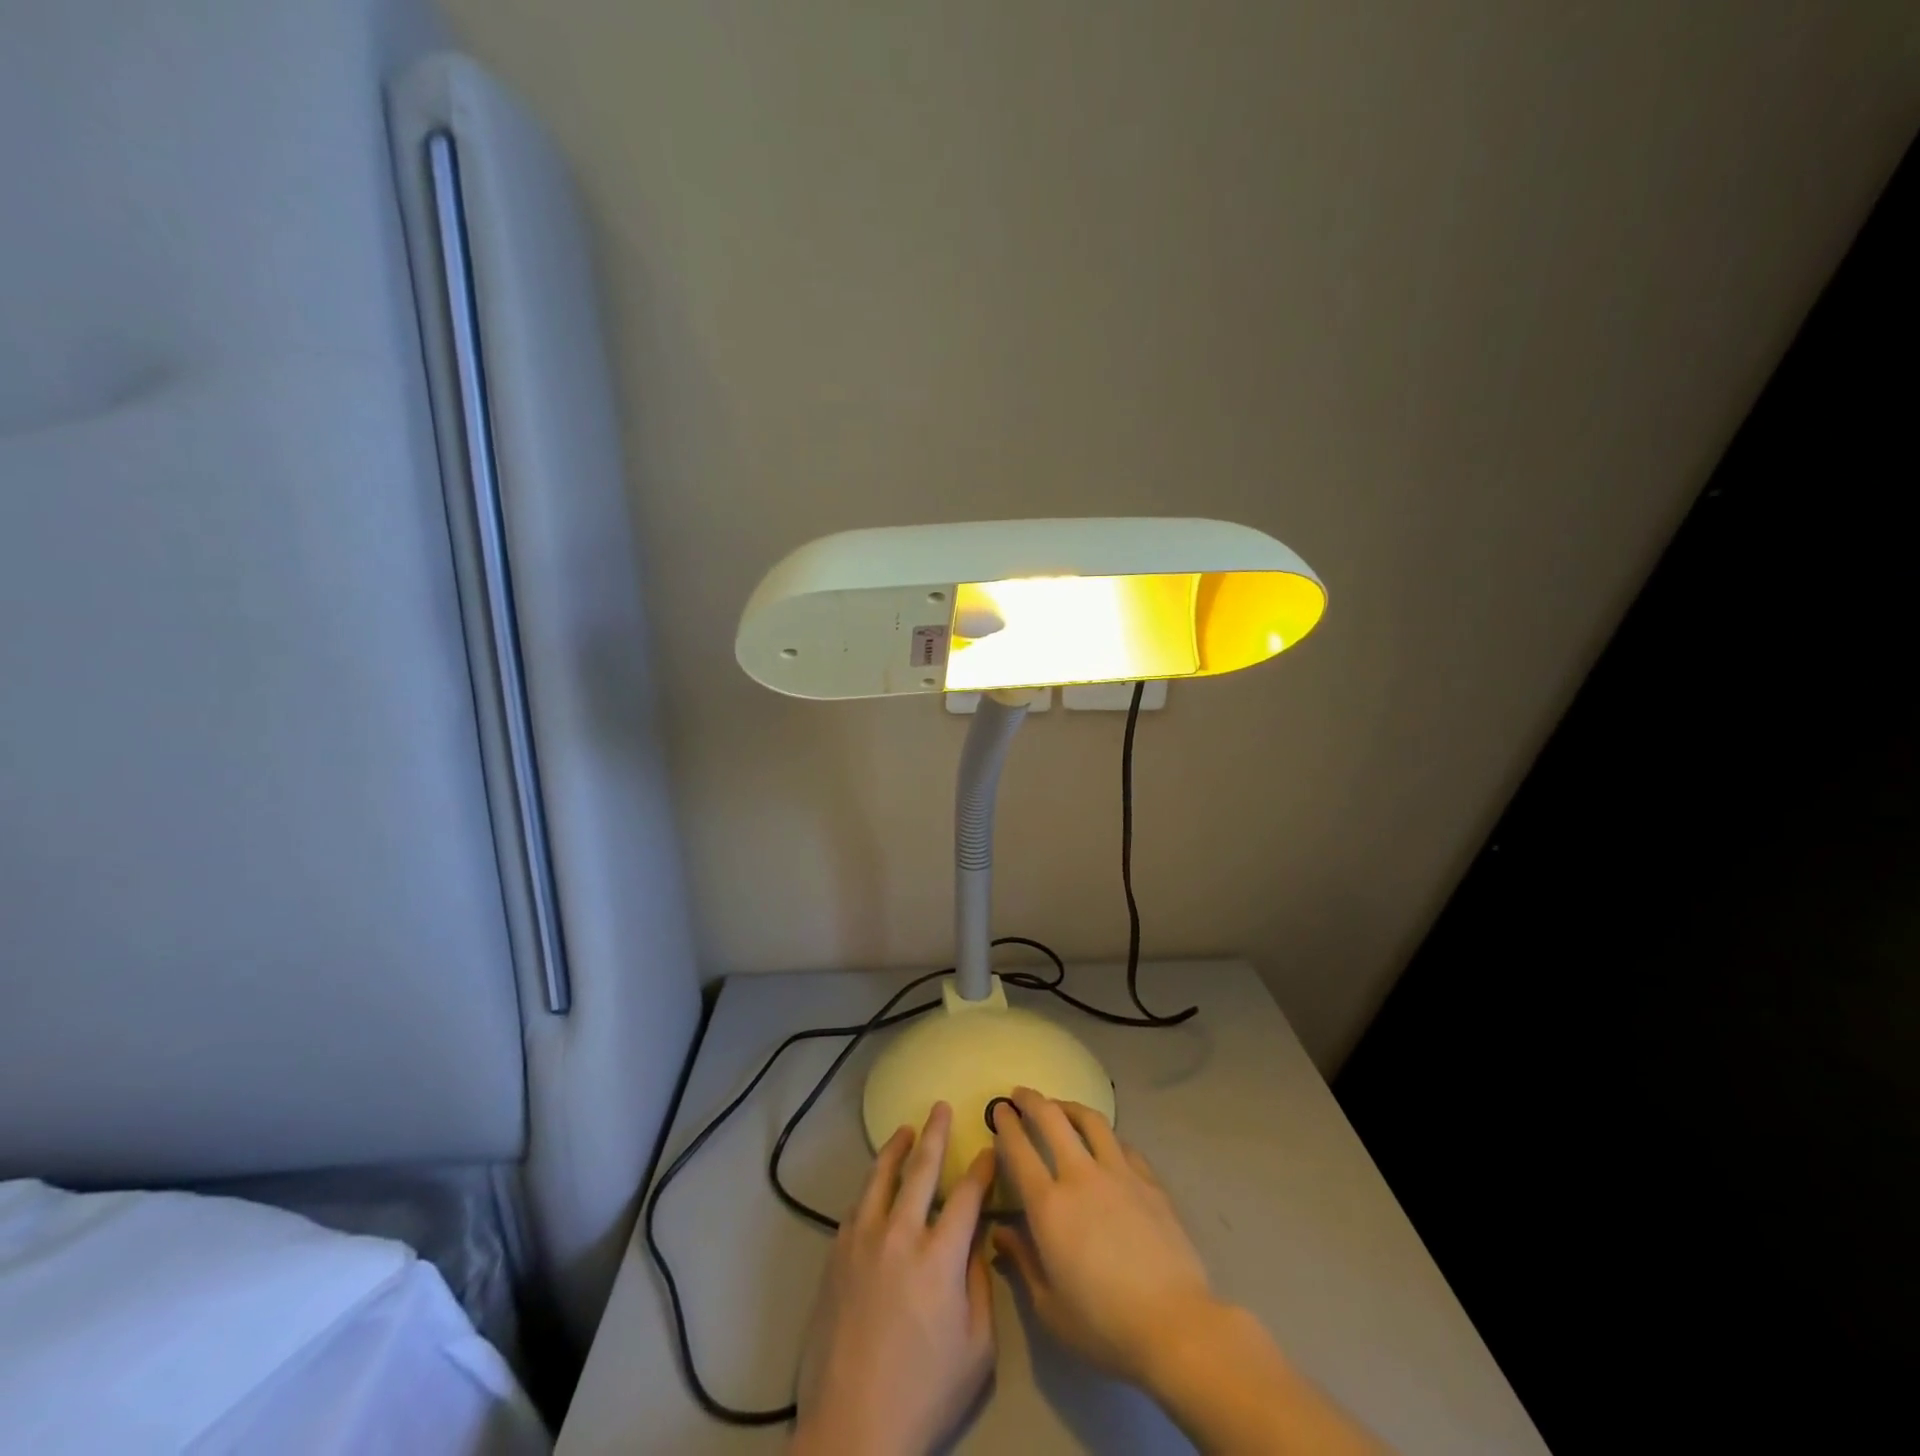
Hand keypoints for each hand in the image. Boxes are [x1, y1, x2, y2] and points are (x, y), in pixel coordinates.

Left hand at [793, 1103, 995, 1455]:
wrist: (853, 1427)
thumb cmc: (924, 1393)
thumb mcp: (976, 1349)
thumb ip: (979, 1284)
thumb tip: (976, 1239)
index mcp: (940, 1256)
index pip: (967, 1195)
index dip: (981, 1167)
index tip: (989, 1147)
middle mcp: (900, 1234)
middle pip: (921, 1169)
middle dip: (936, 1134)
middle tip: (941, 1107)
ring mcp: (863, 1241)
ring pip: (881, 1177)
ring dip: (896, 1149)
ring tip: (906, 1130)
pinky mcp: (837, 1255)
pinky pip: (857, 1206)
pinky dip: (870, 1186)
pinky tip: (876, 1182)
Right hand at [989, 1087, 1215, 1387]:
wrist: (1175, 1325)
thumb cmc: (1104, 1325)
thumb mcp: (1050, 1307)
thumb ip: (1023, 1262)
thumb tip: (1001, 1233)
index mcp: (1050, 1206)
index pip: (1019, 1150)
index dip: (1006, 1125)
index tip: (999, 1110)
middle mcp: (1081, 1176)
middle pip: (1052, 1119)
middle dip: (1032, 1100)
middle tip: (1021, 1094)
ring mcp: (1119, 1173)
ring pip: (1091, 1120)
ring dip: (1070, 1107)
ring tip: (1061, 1106)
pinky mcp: (1149, 1181)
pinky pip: (1123, 1145)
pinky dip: (1107, 1136)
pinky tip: (1106, 1142)